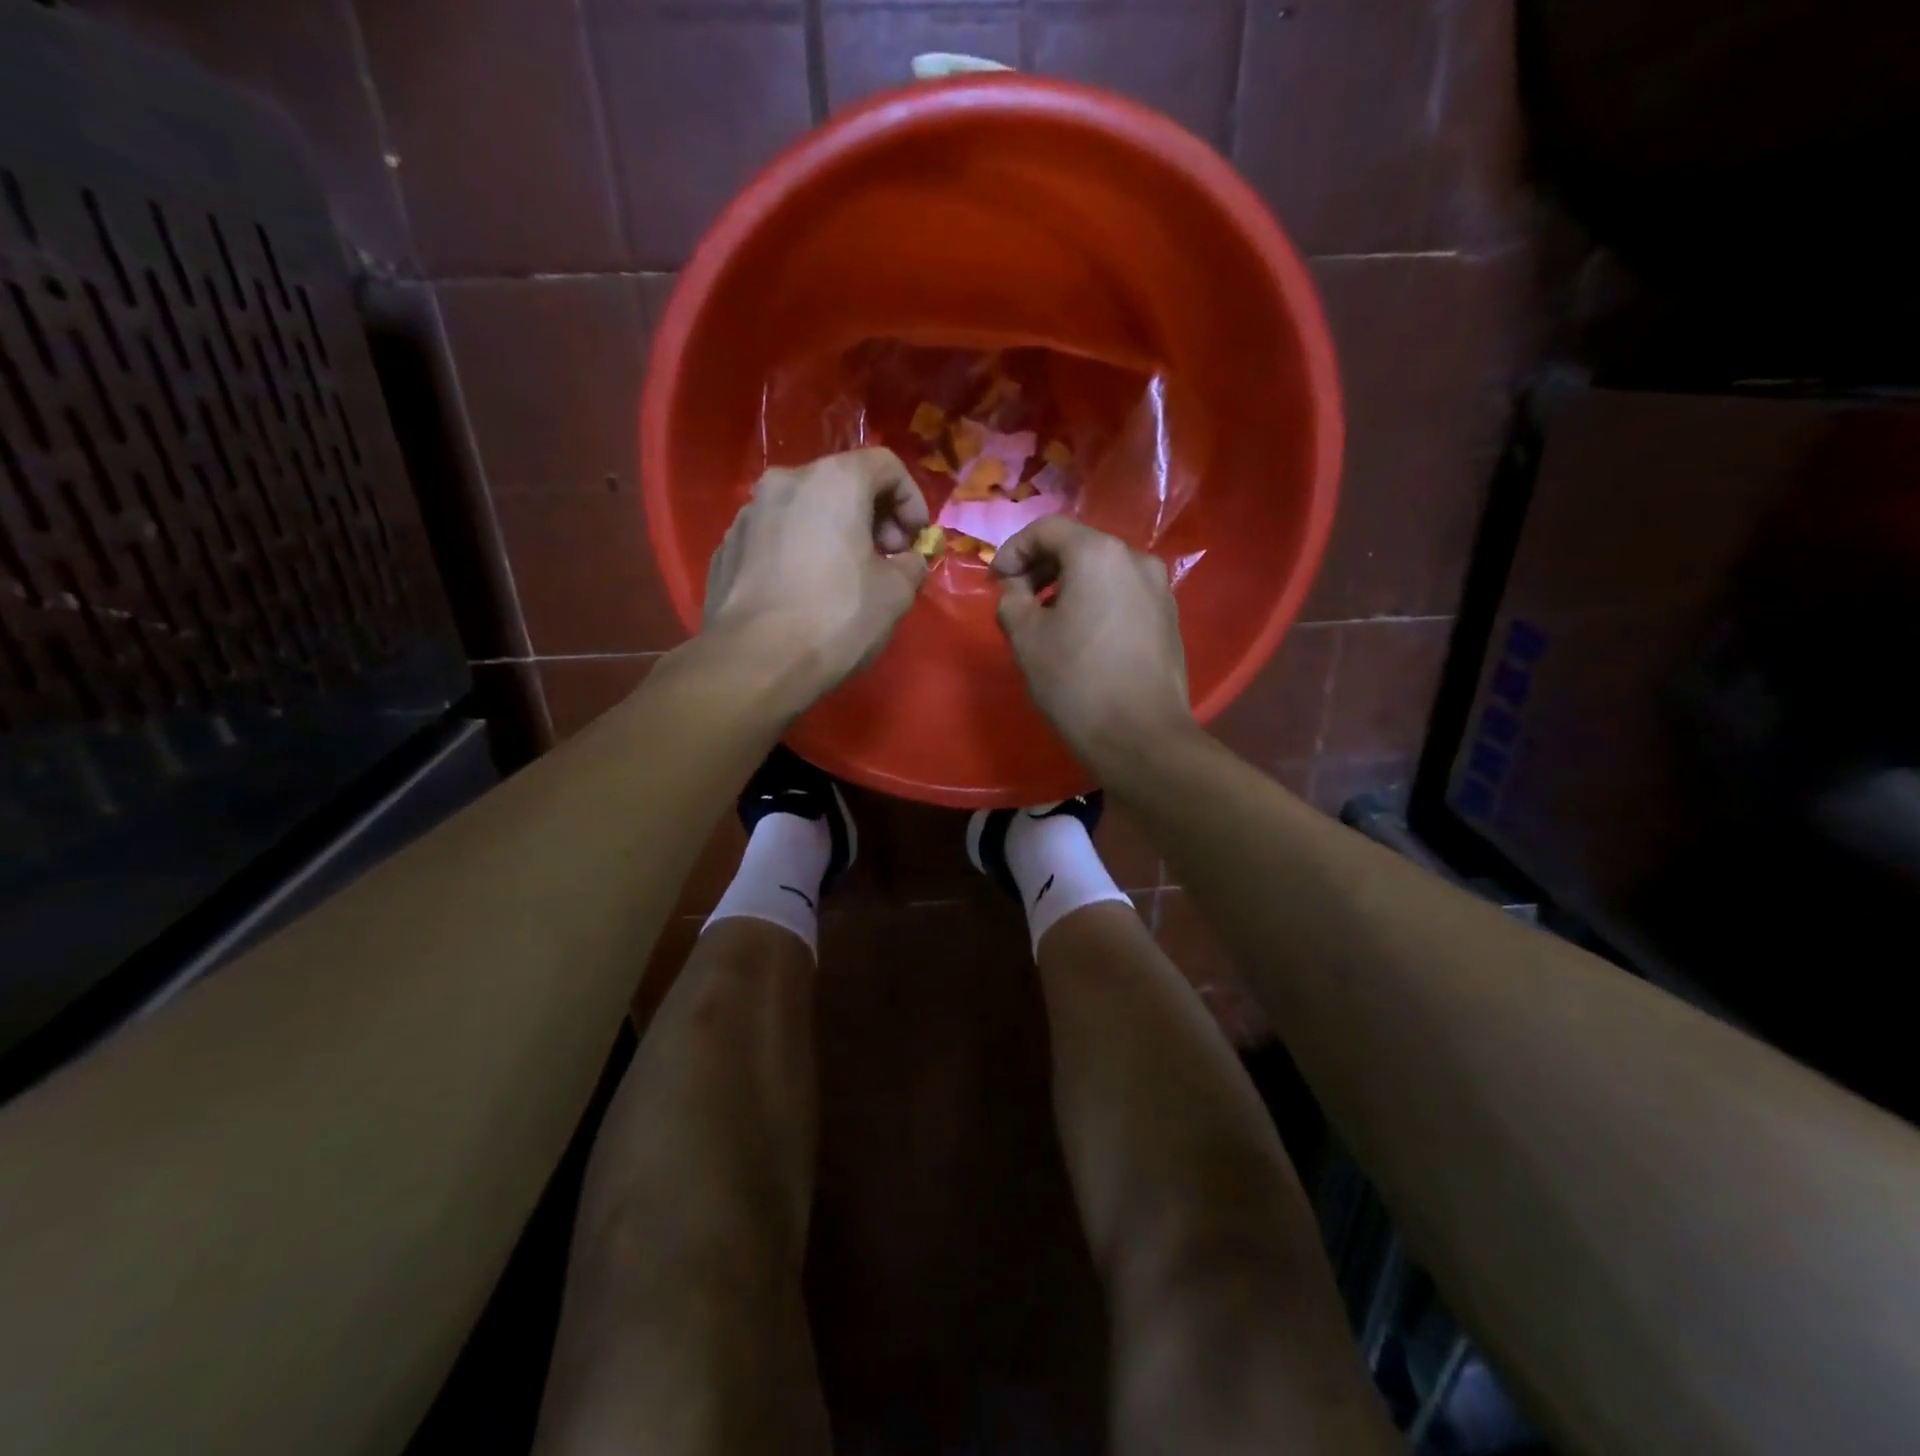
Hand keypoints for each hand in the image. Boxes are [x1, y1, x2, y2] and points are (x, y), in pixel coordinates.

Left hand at [703, 448, 929, 703]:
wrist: (754, 662)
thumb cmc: (836, 618)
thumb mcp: (896, 595)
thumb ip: (912, 565)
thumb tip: (908, 562)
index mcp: (833, 482)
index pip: (886, 465)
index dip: (912, 499)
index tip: (916, 540)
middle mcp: (785, 483)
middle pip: (842, 483)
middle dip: (874, 516)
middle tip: (887, 559)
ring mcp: (748, 514)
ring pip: (805, 510)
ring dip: (834, 533)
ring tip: (847, 578)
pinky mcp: (727, 548)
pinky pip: (776, 537)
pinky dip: (800, 551)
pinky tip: (806, 593)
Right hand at [991, 516, 1193, 768]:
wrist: (1141, 737)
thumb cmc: (1076, 681)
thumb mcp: (1026, 638)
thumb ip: (1011, 599)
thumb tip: (1016, 588)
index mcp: (1098, 554)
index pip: (1047, 529)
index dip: (1013, 550)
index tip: (995, 581)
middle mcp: (1136, 559)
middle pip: (1078, 546)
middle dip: (1041, 567)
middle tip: (1017, 600)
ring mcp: (1159, 588)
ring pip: (1103, 571)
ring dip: (1068, 585)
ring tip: (1047, 621)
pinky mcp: (1169, 618)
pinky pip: (1123, 594)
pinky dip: (1096, 602)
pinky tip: (1082, 637)